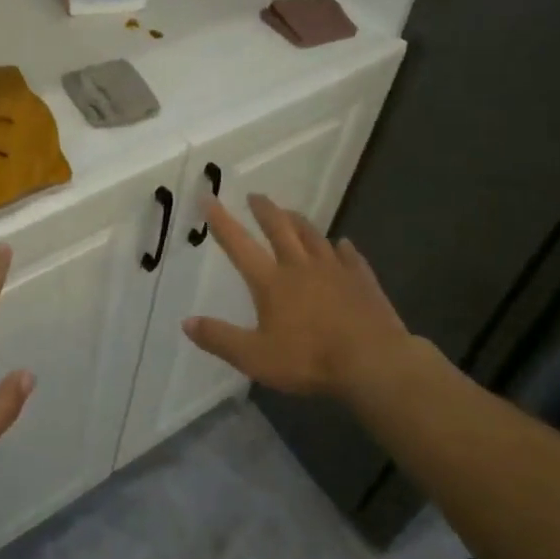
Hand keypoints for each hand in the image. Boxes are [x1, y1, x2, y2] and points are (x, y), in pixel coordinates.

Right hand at [185, 193, 415, 401]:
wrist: (373, 362)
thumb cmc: (310, 360)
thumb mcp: (255, 358)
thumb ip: (220, 339)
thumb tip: (186, 322)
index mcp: (271, 282)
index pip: (239, 244)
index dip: (221, 220)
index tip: (209, 197)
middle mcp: (300, 266)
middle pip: (279, 228)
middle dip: (264, 210)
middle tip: (255, 196)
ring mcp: (334, 270)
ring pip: (313, 236)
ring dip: (298, 221)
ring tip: (290, 212)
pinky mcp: (362, 281)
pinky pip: (350, 257)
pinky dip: (343, 248)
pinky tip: (343, 244)